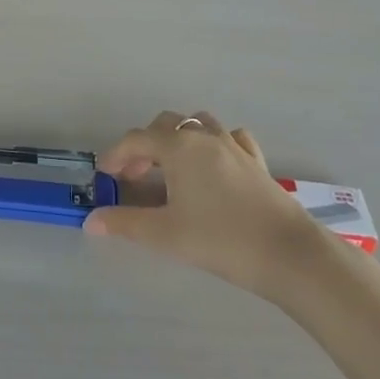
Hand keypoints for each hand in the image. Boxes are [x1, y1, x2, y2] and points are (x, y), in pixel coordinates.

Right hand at [84, 112, 320, 301]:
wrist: (289, 254)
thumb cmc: (220, 239)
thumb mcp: (165, 234)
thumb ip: (125, 223)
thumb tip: (91, 221)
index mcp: (178, 147)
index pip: (136, 140)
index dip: (115, 156)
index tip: (105, 178)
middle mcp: (203, 136)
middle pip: (165, 125)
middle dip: (144, 146)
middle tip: (135, 177)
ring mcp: (234, 146)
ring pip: (197, 124)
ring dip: (178, 138)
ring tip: (171, 167)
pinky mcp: (256, 161)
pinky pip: (229, 138)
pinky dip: (213, 144)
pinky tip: (213, 165)